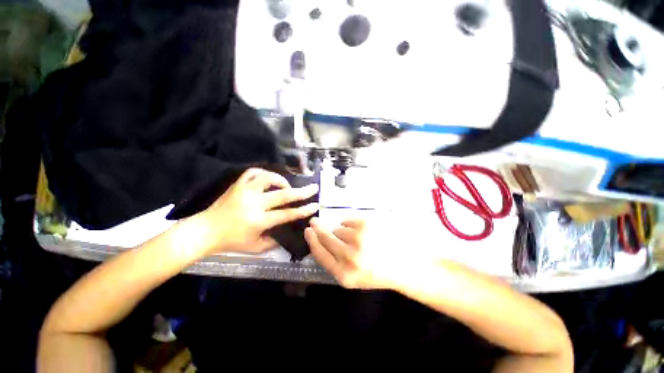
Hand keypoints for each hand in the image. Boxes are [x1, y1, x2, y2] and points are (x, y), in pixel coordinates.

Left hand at [194, 168, 318, 253]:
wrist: (205, 231)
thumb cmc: (230, 241)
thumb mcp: (254, 247)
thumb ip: (273, 241)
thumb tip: (286, 231)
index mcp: (259, 221)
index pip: (287, 214)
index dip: (304, 210)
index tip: (315, 205)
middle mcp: (254, 204)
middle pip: (283, 195)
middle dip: (302, 192)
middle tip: (313, 187)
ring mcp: (245, 192)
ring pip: (268, 178)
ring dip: (282, 180)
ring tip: (286, 185)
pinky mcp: (237, 185)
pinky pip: (252, 172)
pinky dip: (263, 173)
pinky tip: (268, 178)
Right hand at [305, 218, 403, 289]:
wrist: (404, 265)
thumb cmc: (376, 272)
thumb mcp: (352, 277)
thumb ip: (334, 262)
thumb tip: (319, 240)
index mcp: (344, 274)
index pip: (319, 253)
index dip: (311, 240)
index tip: (308, 231)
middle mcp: (349, 256)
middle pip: (325, 237)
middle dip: (318, 228)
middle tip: (314, 222)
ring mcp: (358, 238)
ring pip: (338, 228)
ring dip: (342, 232)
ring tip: (357, 239)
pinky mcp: (366, 224)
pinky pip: (348, 220)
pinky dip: (351, 225)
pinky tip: (362, 232)